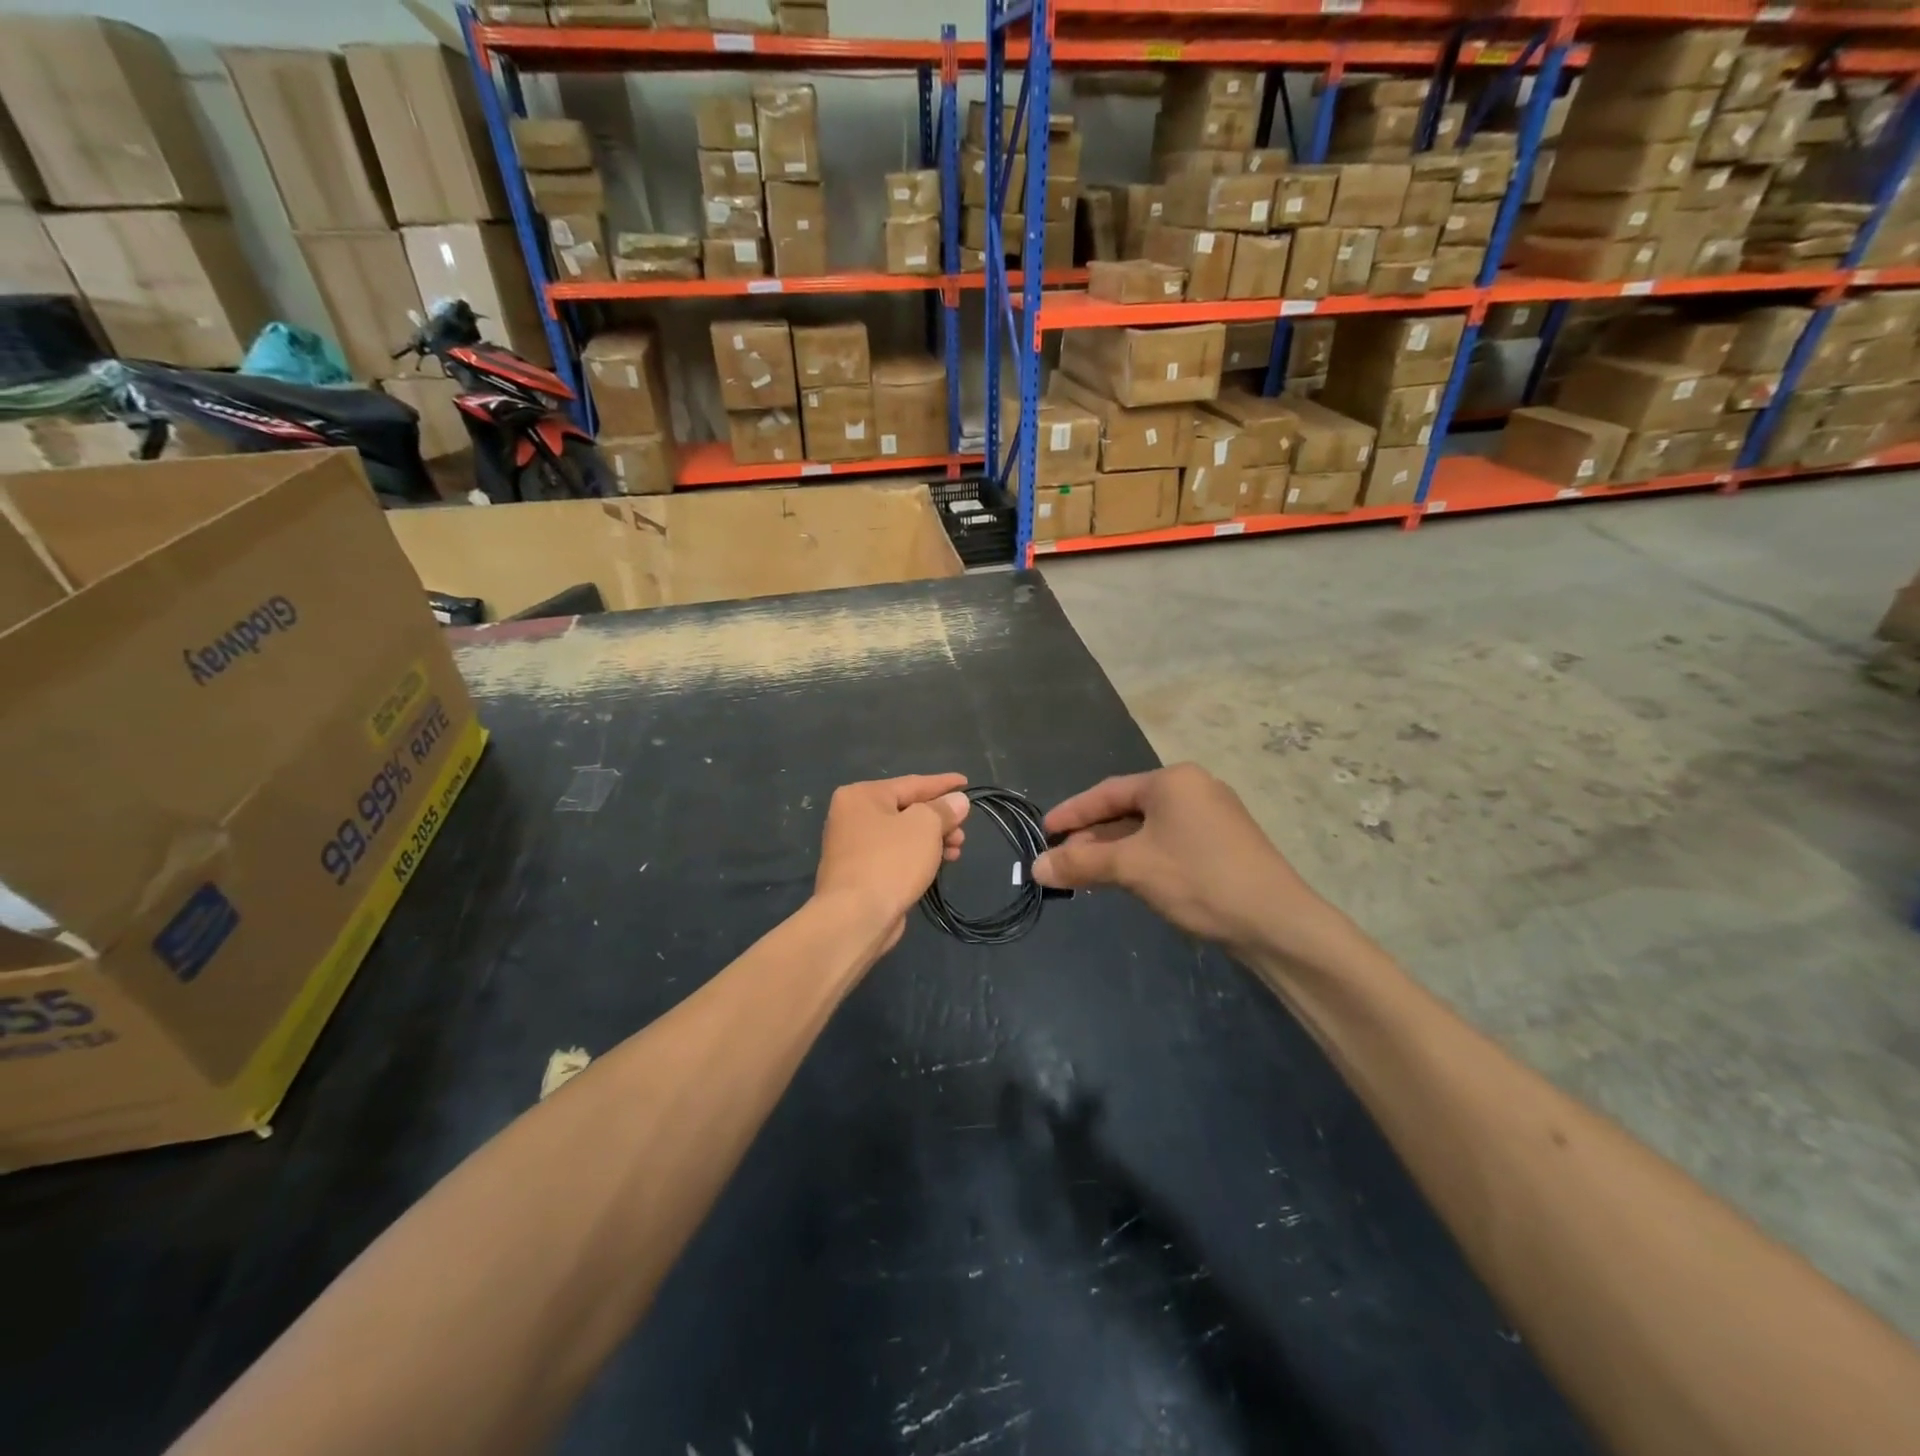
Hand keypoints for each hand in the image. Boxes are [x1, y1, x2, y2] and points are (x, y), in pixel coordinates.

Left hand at [815, 774, 969, 953]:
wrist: (855, 917)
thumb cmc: (890, 861)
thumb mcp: (925, 826)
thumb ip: (943, 809)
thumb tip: (957, 801)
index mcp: (862, 796)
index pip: (912, 783)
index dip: (943, 784)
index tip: (967, 783)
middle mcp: (852, 816)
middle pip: (906, 809)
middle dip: (939, 819)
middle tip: (963, 831)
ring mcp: (853, 847)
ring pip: (903, 835)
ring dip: (933, 840)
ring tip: (956, 851)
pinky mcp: (859, 874)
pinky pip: (895, 856)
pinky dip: (918, 856)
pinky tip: (938, 864)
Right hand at [1032, 764, 1326, 956]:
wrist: (1277, 922)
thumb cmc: (1198, 881)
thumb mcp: (1131, 868)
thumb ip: (1080, 863)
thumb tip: (1036, 868)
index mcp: (1172, 781)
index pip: (1107, 792)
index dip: (1072, 813)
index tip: (1044, 831)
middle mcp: (1194, 788)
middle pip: (1128, 809)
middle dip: (1093, 836)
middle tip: (1062, 859)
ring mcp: (1214, 815)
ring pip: (1149, 828)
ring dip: (1115, 849)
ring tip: (1086, 872)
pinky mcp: (1225, 843)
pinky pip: (1170, 841)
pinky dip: (1142, 856)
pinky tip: (1127, 877)